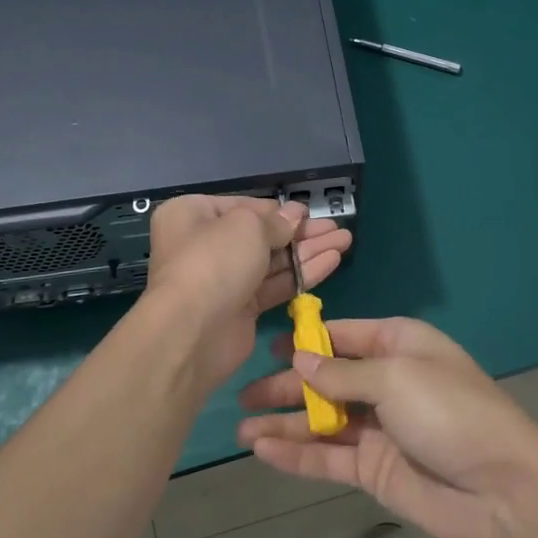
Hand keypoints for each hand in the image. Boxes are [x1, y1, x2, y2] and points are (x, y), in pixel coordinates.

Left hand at [143, 195, 352, 392]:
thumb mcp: (247, 226)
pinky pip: (275, 285)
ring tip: (345, 240)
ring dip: (308, 251)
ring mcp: (223, 279)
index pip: (243, 206)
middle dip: (301, 231)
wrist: (193, 331)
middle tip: (336, 227)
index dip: (277, 210)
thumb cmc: (214, 261)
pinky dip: (302, 273)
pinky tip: (332, 261)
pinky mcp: (241, 309)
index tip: (308, 212)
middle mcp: (205, 244)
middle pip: (261, 234)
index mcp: (193, 215)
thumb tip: (294, 215)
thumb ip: (275, 220)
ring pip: (272, 260)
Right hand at [237, 318, 537, 537]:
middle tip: (241, 394)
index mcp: (398, 345)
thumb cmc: (449, 412)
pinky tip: (263, 451)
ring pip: (321, 421)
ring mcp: (377, 428)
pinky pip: (327, 457)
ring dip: (283, 422)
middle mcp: (385, 382)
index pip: (342, 336)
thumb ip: (342, 372)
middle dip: (285, 386)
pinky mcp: (373, 469)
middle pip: (325, 379)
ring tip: (240, 429)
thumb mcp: (395, 377)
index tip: (266, 347)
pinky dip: (296, 454)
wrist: (502, 489)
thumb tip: (299, 359)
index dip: (305, 340)